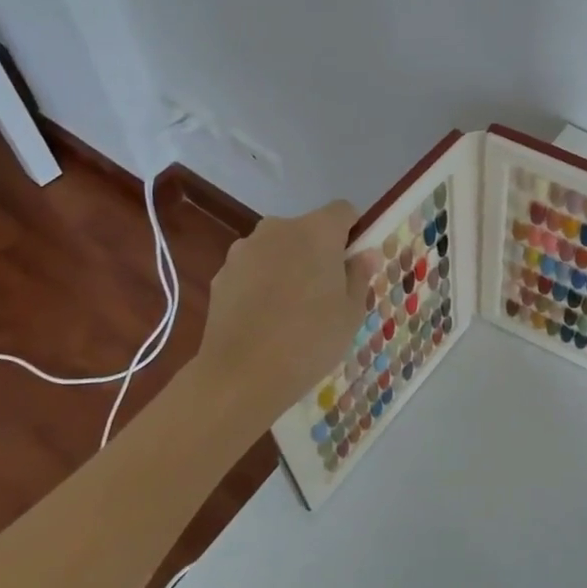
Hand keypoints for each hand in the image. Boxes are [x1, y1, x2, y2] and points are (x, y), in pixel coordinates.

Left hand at [200, 202, 380, 418]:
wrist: (241, 376)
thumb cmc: (310, 340)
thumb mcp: (350, 313)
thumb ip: (358, 276)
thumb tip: (364, 254)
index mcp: (317, 231)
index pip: (343, 211)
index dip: (352, 232)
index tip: (353, 263)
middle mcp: (279, 229)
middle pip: (307, 229)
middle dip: (318, 251)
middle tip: (325, 292)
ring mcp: (244, 250)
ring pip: (277, 248)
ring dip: (287, 265)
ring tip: (290, 309)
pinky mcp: (221, 274)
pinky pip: (252, 269)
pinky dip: (260, 283)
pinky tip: (263, 319)